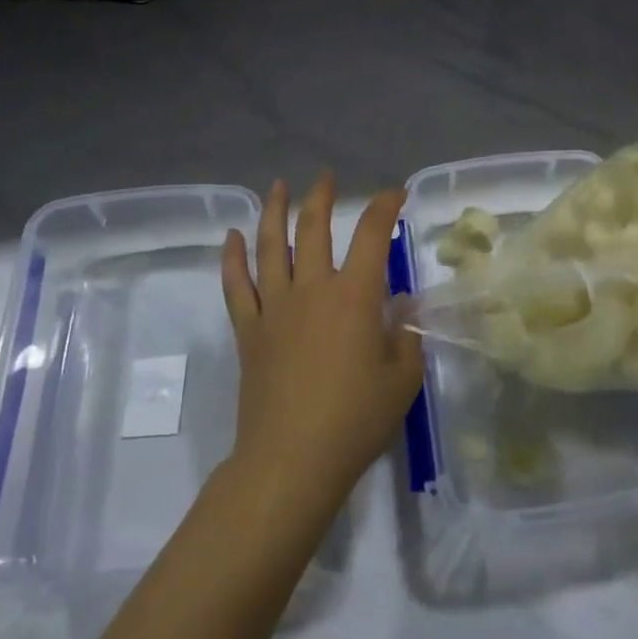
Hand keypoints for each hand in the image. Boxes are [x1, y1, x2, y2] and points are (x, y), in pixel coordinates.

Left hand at [220, 173, 423, 520]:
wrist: (290, 462)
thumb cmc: (355, 421)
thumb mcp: (401, 379)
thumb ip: (406, 336)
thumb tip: (402, 307)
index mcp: (354, 296)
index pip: (372, 234)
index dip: (384, 206)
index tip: (394, 193)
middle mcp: (312, 290)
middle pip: (313, 229)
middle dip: (321, 197)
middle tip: (325, 176)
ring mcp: (275, 308)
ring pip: (270, 247)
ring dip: (274, 212)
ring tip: (278, 186)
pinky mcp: (249, 332)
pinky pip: (237, 286)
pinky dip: (232, 258)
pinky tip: (231, 237)